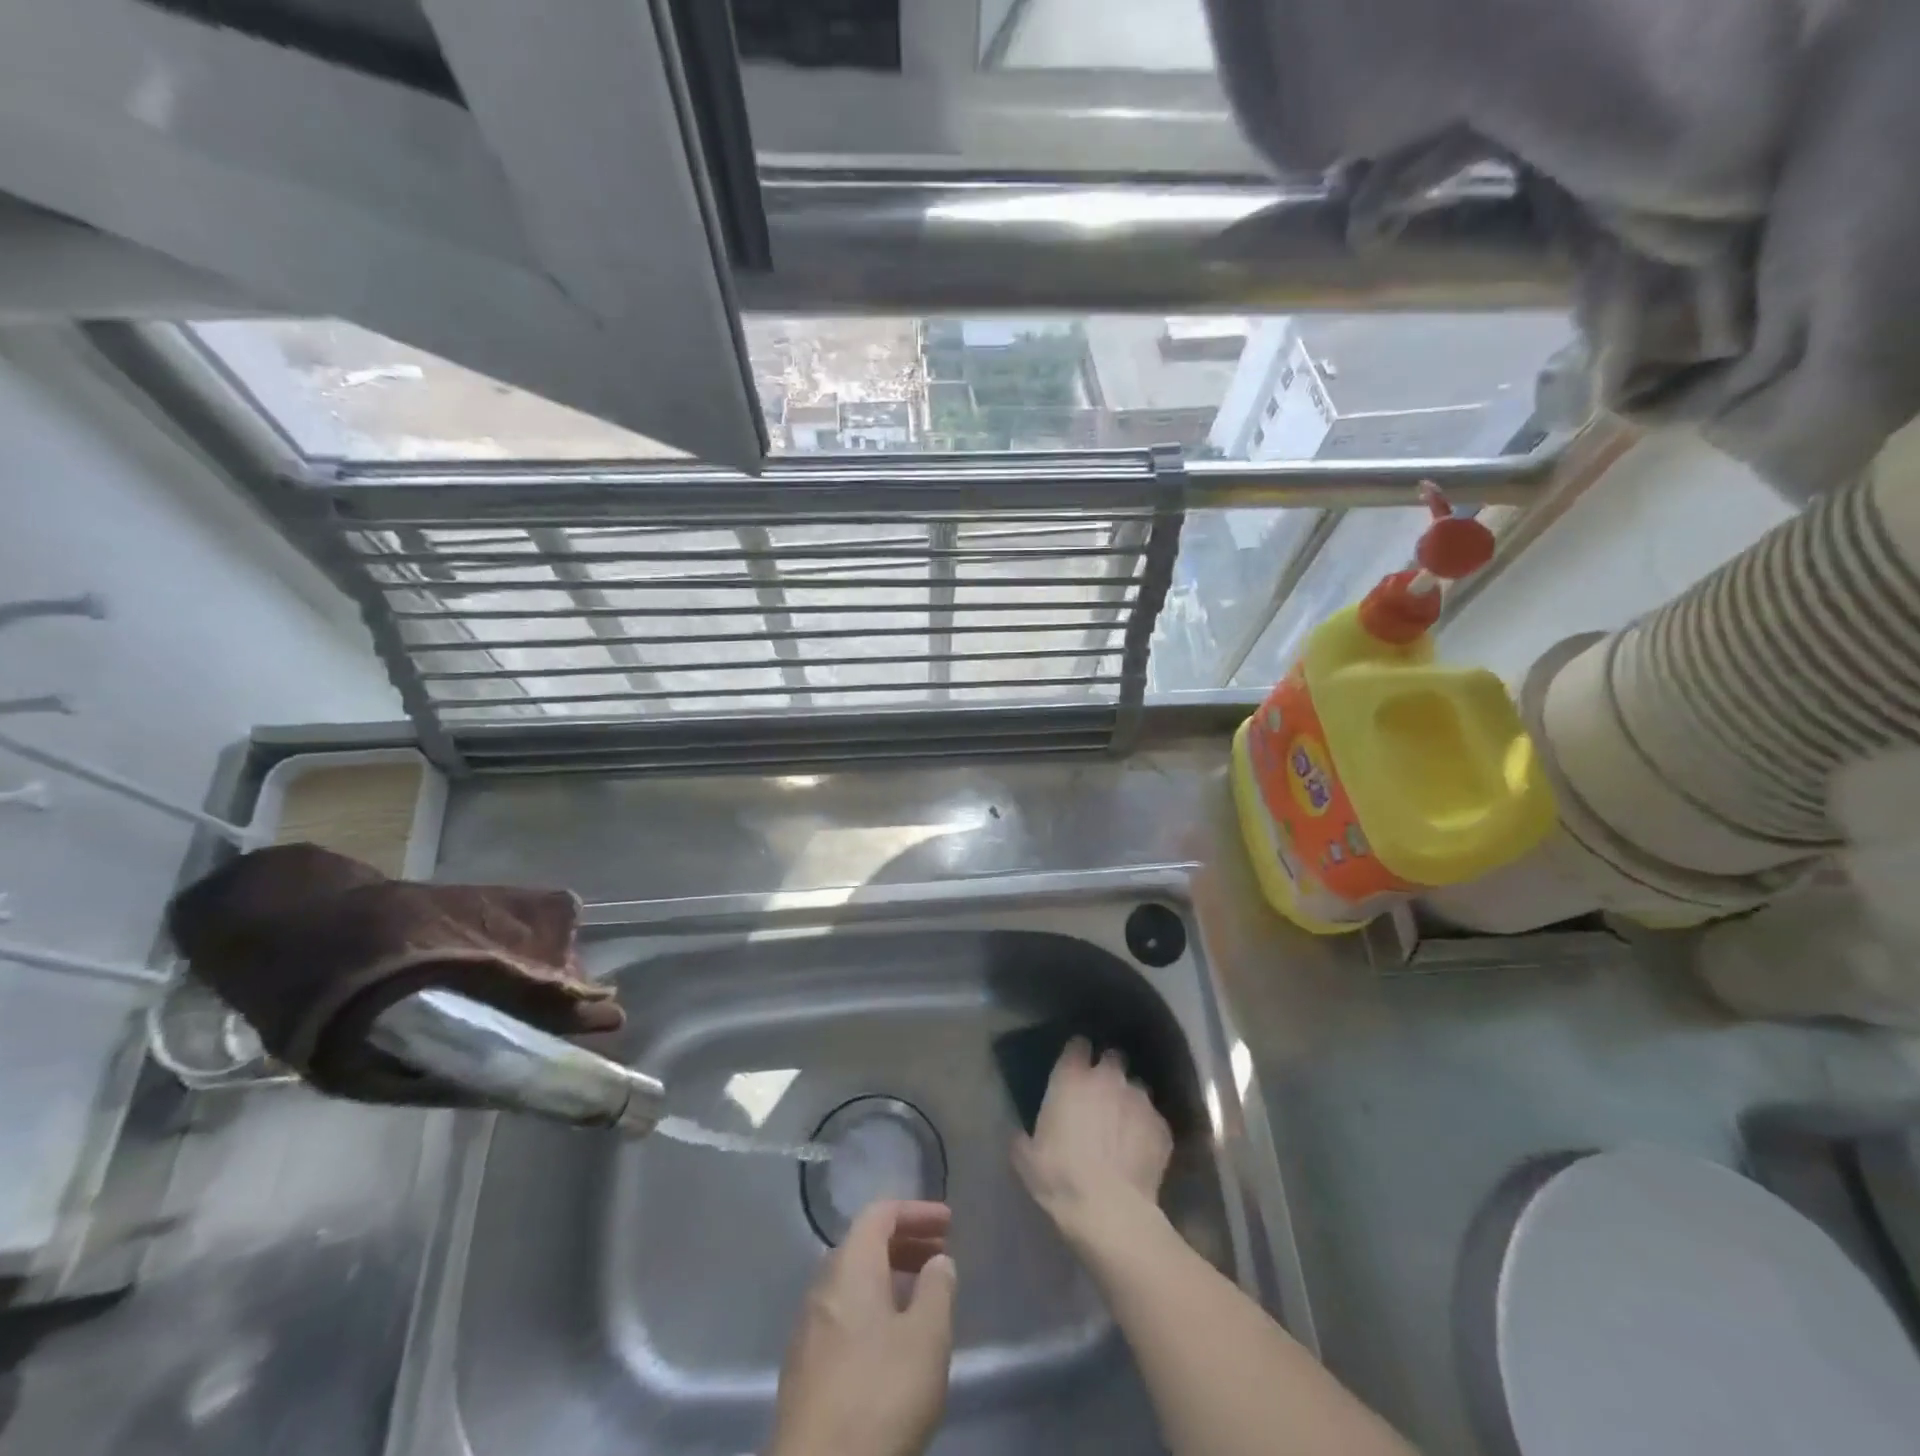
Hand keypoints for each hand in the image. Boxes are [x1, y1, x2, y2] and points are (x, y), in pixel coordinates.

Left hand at [770, 1200, 957, 1455]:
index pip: (880, 1213)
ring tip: (925, 1299)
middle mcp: (823, 1286)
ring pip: (854, 1283)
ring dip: (891, 1278)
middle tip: (942, 1257)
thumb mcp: (926, 1339)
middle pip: (865, 1245)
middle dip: (906, 1243)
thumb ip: (937, 1290)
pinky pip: (844, 1315)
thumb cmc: (879, 1395)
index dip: (916, 1212)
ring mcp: (809, 1329)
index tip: (949, 1224)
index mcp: (850, 1266)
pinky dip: (874, 1309)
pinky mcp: (805, 1370)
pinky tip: (895, 1342)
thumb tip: (938, 1262)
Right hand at [1012, 1038, 1172, 1242]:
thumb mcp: (1026, 1158)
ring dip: (1128, 1101)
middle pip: (1112, 1058)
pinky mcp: (1162, 1126)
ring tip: (1123, 1127)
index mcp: (1071, 1078)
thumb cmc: (1060, 1178)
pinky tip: (1139, 1151)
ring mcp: (1138, 1100)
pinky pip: (1153, 1120)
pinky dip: (1146, 1129)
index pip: (1077, 1045)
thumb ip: (1024, 1135)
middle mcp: (1108, 1078)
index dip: (1077, 1055)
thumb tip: (1021, 1134)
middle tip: (1101, 1096)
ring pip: (1136, 1088)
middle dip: (1108, 1072)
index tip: (1075, 1067)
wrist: (1110, 1212)